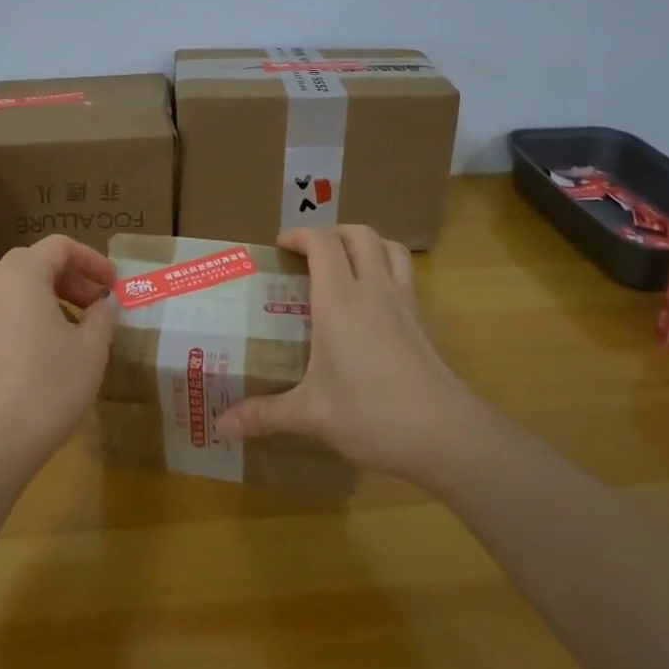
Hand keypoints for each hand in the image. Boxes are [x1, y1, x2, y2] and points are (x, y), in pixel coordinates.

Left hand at [0, 235, 120, 486]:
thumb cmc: (48, 385)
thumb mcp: (90, 349)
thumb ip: (103, 316)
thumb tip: (106, 303)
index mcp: (22, 274)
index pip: (60, 246)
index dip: (92, 260)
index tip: (115, 286)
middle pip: (36, 263)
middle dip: (73, 279)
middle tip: (100, 305)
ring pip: (19, 289)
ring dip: (53, 298)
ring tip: (80, 331)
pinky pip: (6, 313)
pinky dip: (32, 317)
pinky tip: (51, 352)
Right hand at [216, 225, 470, 478]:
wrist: (446, 435)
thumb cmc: (371, 414)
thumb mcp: (311, 414)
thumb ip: (264, 415)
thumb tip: (222, 426)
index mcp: (339, 300)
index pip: (322, 243)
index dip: (299, 235)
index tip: (280, 247)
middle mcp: (373, 290)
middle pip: (358, 234)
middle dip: (332, 233)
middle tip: (310, 254)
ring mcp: (405, 303)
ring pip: (389, 247)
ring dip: (365, 244)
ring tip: (345, 265)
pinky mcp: (424, 321)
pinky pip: (406, 275)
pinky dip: (387, 270)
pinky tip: (374, 303)